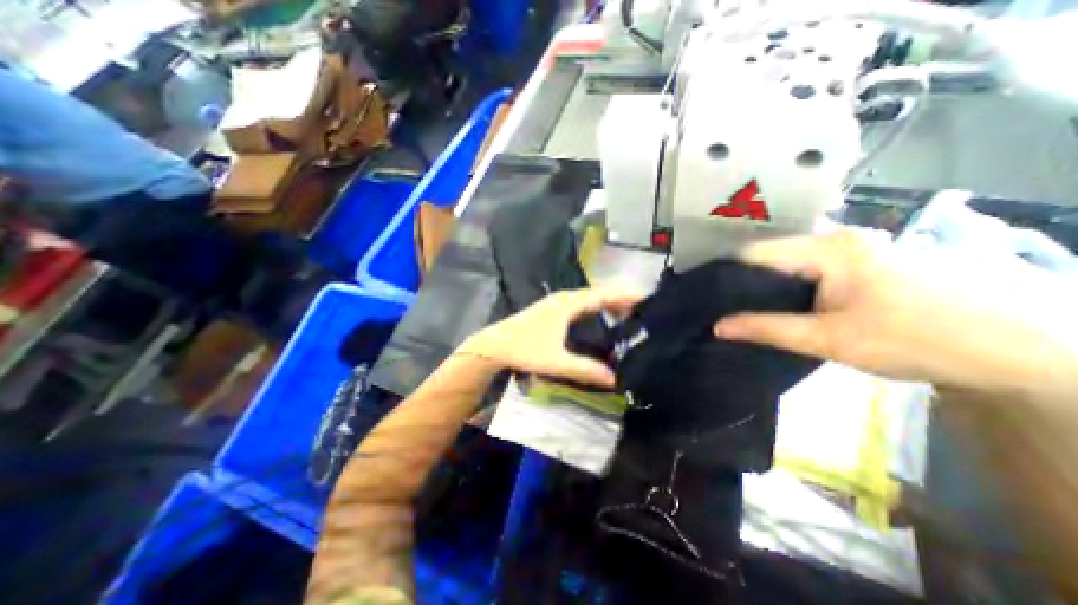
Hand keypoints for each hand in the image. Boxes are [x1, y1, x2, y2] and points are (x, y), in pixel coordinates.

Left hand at [462, 284, 642, 386]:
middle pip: (599, 292)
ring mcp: (558, 302)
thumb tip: (615, 379)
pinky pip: (582, 303)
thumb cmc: (525, 349)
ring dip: (609, 302)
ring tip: (628, 314)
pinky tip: (602, 317)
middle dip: (621, 298)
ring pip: (590, 297)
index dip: (625, 296)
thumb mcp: (556, 362)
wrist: (495, 344)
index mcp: (568, 304)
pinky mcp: (553, 308)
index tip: (647, 299)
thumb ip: (585, 370)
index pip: (603, 295)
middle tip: (643, 310)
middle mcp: (565, 298)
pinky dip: (597, 306)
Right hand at [714, 228, 1076, 394]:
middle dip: (741, 281)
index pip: (755, 253)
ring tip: (738, 307)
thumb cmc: (919, 339)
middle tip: (716, 305)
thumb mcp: (830, 339)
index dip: (724, 273)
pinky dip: (786, 286)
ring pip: (787, 264)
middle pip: (770, 256)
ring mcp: (852, 249)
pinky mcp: (862, 263)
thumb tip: (718, 326)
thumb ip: (767, 329)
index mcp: (828, 248)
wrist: (1024, 349)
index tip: (702, 294)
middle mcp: (837, 239)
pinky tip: (776, 304)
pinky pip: (807, 269)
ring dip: (763, 285)